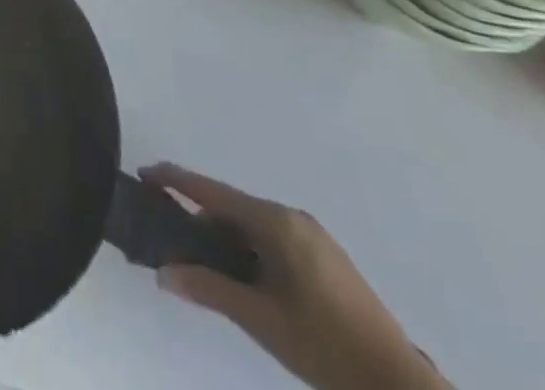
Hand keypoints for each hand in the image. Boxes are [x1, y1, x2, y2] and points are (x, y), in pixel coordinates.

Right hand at [141, 165, 448, 389]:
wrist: (400, 388)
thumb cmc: (325, 346)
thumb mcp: (260, 319)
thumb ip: (208, 288)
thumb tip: (162, 272)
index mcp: (276, 222)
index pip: (212, 191)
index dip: (175, 180)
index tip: (143, 175)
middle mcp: (292, 217)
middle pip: (232, 208)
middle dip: (200, 222)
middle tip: (173, 246)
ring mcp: (313, 237)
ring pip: (253, 226)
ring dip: (225, 240)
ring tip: (205, 269)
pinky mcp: (326, 259)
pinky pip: (273, 240)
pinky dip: (249, 251)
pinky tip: (244, 280)